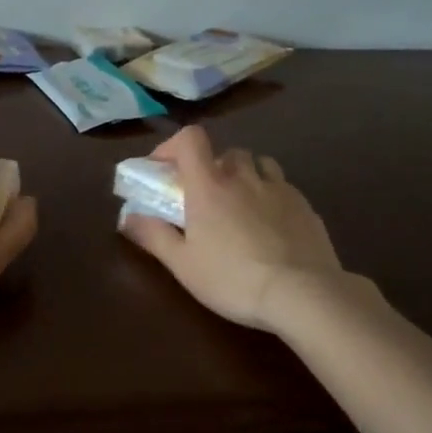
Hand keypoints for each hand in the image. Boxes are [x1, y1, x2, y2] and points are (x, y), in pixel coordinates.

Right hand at [119, 125, 345, 332]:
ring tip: (240, 205)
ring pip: (258, 164)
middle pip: (225, 153)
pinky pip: (282, 186)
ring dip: (244, 175)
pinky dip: (270, 195)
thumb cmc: (233, 279)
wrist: (302, 293)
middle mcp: (244, 176)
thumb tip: (127, 217)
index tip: (164, 169)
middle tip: (204, 198)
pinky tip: (270, 225)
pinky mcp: (305, 205)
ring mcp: (279, 188)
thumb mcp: (183, 265)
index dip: (173, 146)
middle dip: (211, 168)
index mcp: (210, 185)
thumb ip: (154, 236)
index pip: (190, 138)